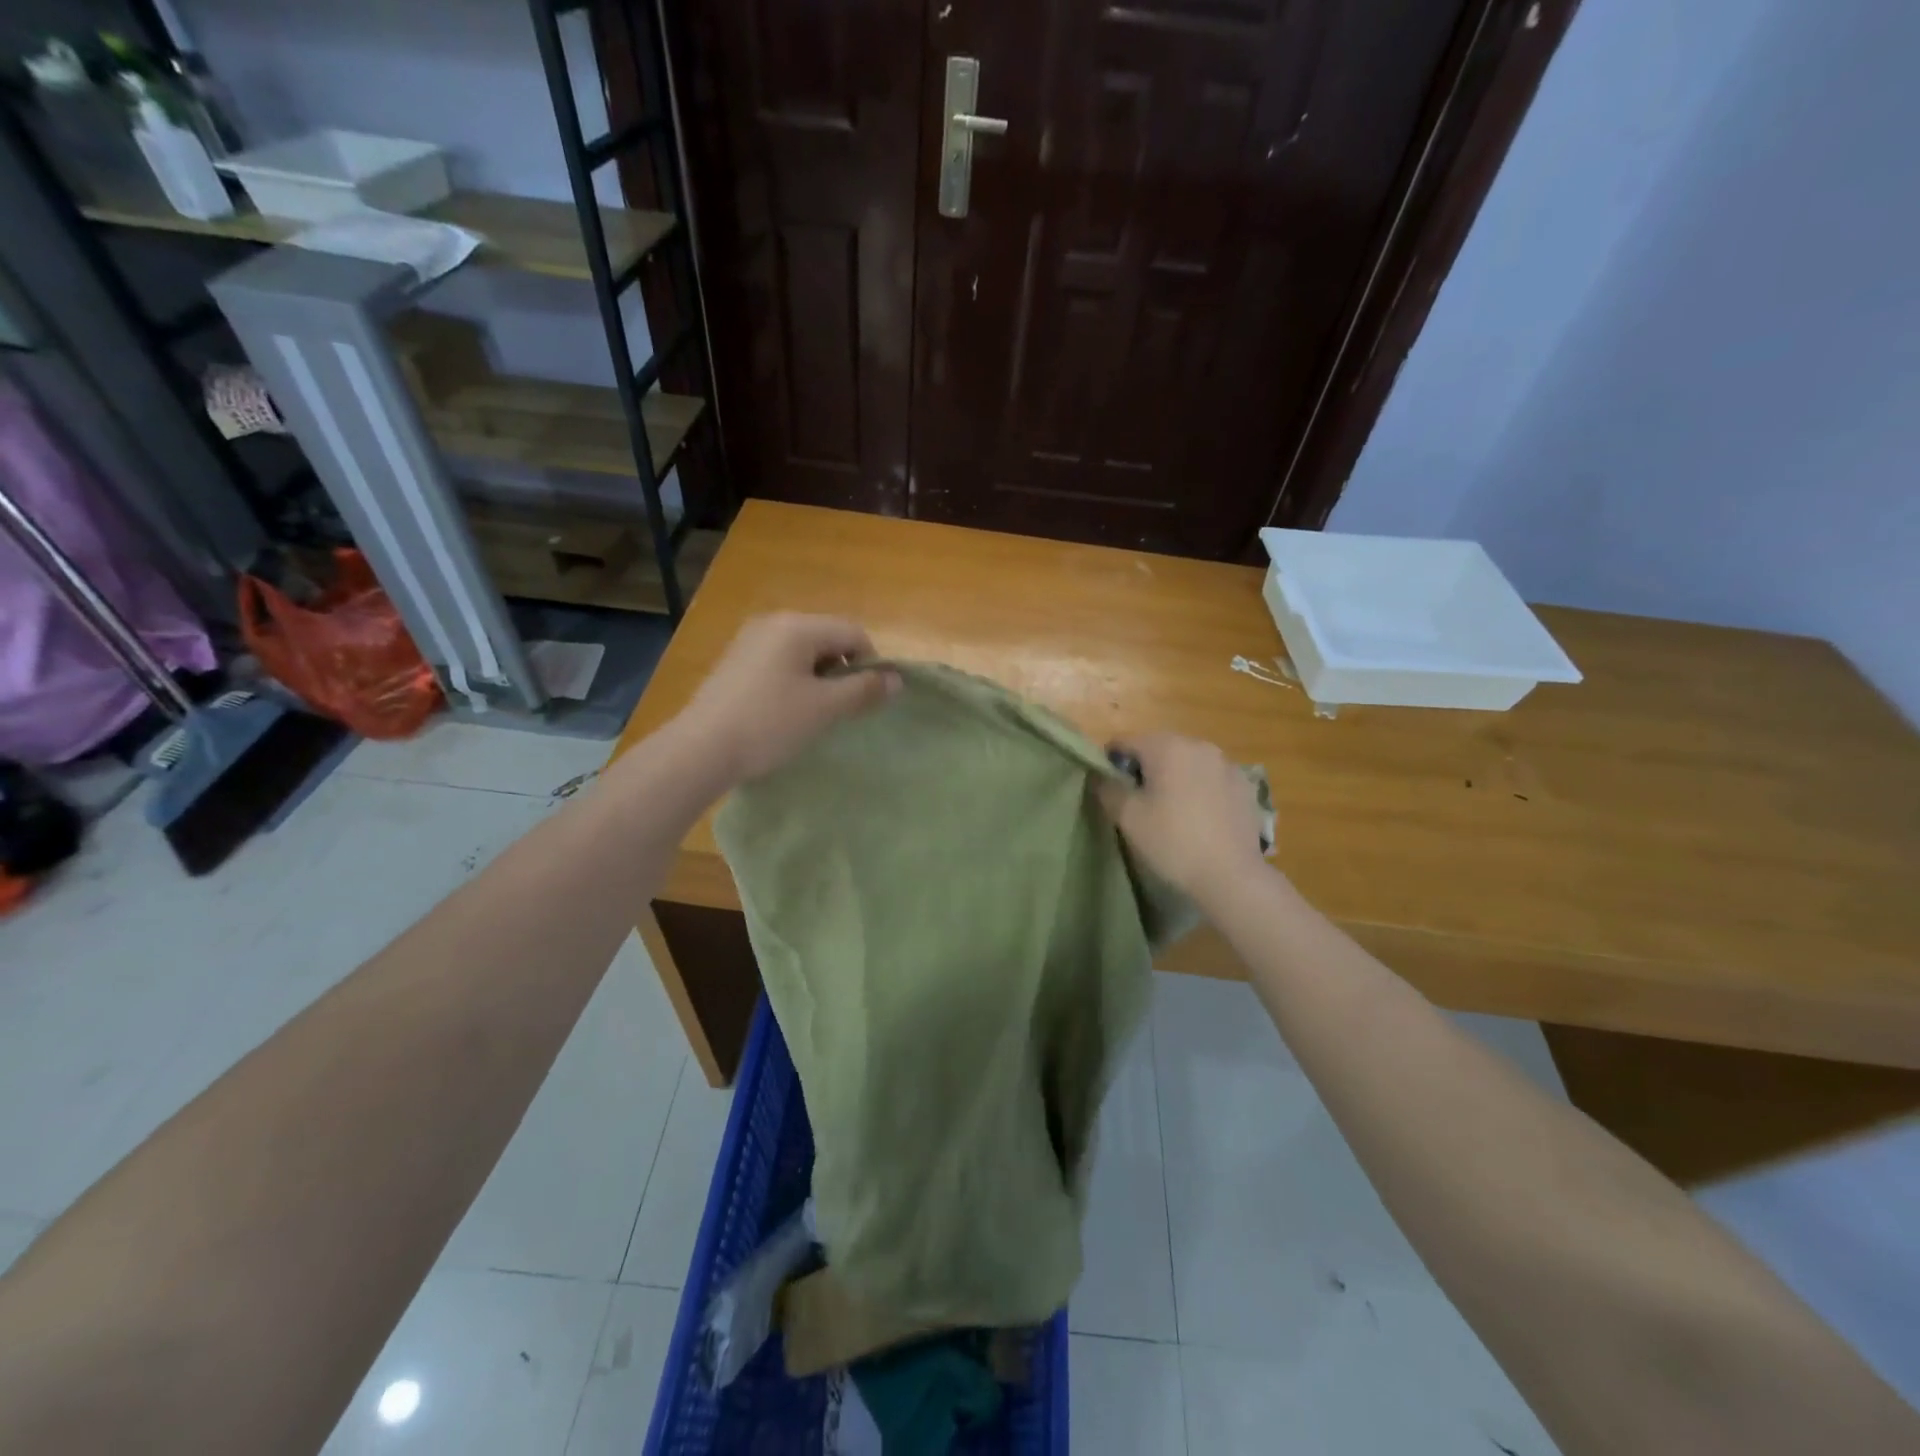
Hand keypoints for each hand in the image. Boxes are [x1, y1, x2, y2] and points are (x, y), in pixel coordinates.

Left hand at [676, 613, 899, 781]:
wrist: (701, 750)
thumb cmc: (770, 724)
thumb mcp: (825, 708)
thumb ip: (864, 689)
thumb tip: (898, 679)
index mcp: (797, 626)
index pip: (853, 633)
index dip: (871, 663)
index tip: (867, 699)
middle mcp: (772, 623)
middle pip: (827, 638)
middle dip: (843, 671)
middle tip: (841, 709)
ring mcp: (749, 641)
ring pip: (803, 652)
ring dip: (819, 678)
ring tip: (813, 713)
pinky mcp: (735, 662)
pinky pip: (779, 662)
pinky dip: (794, 681)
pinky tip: (785, 711)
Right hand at [1098, 733, 1267, 897]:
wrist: (1231, 876)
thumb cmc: (1172, 841)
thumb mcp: (1127, 817)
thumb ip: (1107, 788)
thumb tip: (1100, 775)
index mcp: (1167, 746)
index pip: (1125, 742)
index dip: (1110, 762)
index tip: (1108, 789)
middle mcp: (1199, 746)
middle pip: (1159, 748)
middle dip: (1144, 769)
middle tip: (1137, 803)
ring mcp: (1227, 765)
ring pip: (1188, 763)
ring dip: (1174, 778)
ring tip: (1171, 812)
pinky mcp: (1246, 787)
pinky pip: (1212, 779)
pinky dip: (1200, 790)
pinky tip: (1199, 819)